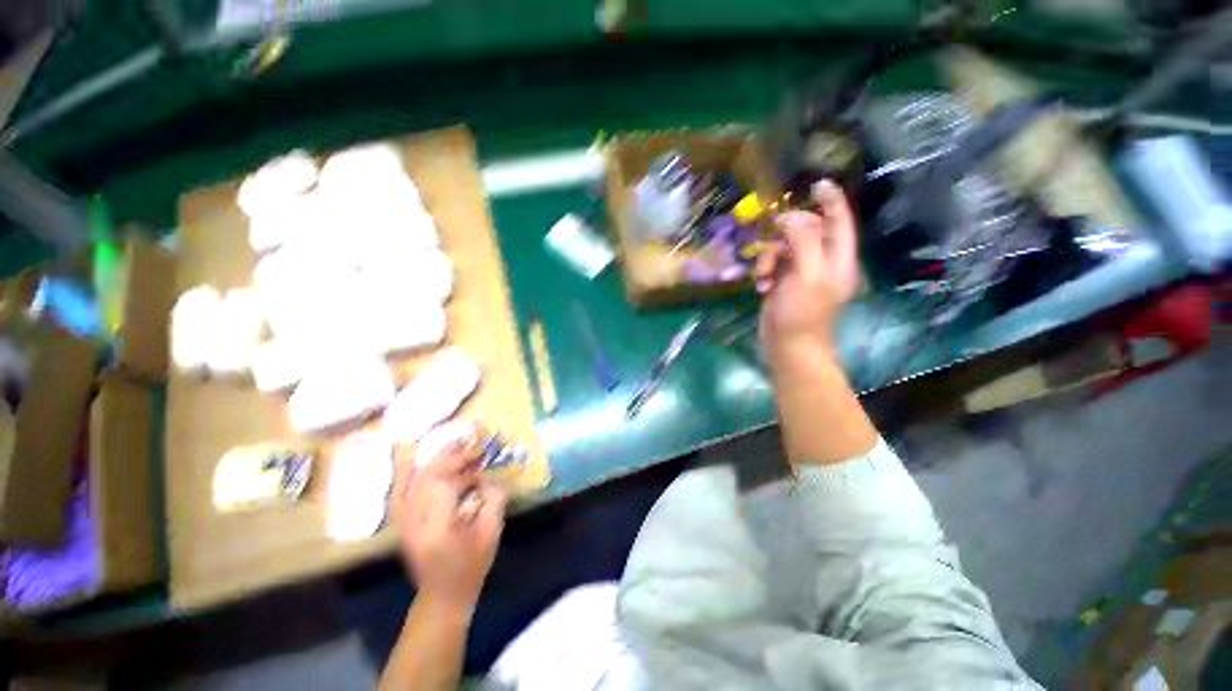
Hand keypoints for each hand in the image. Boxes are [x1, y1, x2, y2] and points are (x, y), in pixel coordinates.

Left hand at [393, 432, 505, 612]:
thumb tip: (486, 476)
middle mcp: (415, 521)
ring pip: (414, 480)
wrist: (442, 595)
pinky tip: (420, 460)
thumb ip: (493, 498)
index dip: (462, 462)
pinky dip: (409, 473)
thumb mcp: (492, 531)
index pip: (443, 482)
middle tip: (471, 443)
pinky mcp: (402, 522)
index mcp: (439, 527)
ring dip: (435, 460)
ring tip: (455, 445)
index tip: (481, 454)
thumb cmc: (471, 565)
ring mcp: (405, 522)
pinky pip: (400, 491)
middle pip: (428, 477)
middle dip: (451, 456)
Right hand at [755, 180, 859, 358]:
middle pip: (807, 230)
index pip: (840, 221)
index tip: (817, 182)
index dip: (831, 200)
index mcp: (839, 258)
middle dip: (786, 234)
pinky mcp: (784, 283)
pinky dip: (764, 271)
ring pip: (784, 247)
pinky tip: (761, 286)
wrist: (788, 346)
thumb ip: (802, 240)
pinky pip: (773, 264)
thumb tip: (788, 217)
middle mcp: (823, 262)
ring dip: (770, 257)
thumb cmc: (802, 312)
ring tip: (765, 277)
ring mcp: (802, 273)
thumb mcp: (807, 273)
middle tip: (773, 236)